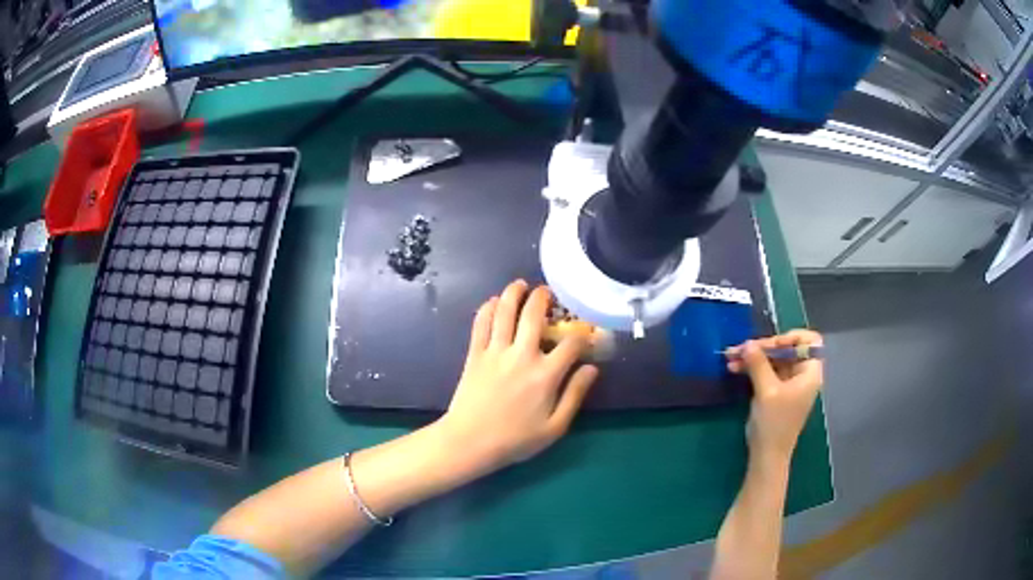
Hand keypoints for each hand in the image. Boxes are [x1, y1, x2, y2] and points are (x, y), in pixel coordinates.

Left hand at [437, 280, 598, 477]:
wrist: (470, 441)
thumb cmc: (515, 439)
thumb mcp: (555, 427)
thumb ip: (575, 395)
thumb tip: (592, 368)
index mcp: (545, 375)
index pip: (571, 343)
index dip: (583, 334)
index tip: (585, 333)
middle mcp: (522, 356)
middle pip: (534, 315)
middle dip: (543, 298)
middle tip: (547, 293)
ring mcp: (495, 352)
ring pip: (505, 311)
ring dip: (513, 293)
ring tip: (520, 285)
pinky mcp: (475, 354)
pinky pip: (481, 323)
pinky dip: (487, 308)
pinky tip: (493, 302)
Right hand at [726, 330, 824, 460]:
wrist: (767, 455)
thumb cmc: (774, 423)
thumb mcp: (767, 391)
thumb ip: (758, 364)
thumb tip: (747, 344)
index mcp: (810, 372)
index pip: (809, 341)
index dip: (791, 337)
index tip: (771, 345)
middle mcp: (802, 374)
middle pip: (787, 349)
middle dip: (763, 348)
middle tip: (740, 348)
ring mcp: (789, 383)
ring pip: (773, 360)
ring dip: (753, 357)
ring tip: (731, 357)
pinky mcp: (776, 391)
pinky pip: (766, 372)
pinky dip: (752, 368)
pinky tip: (735, 368)